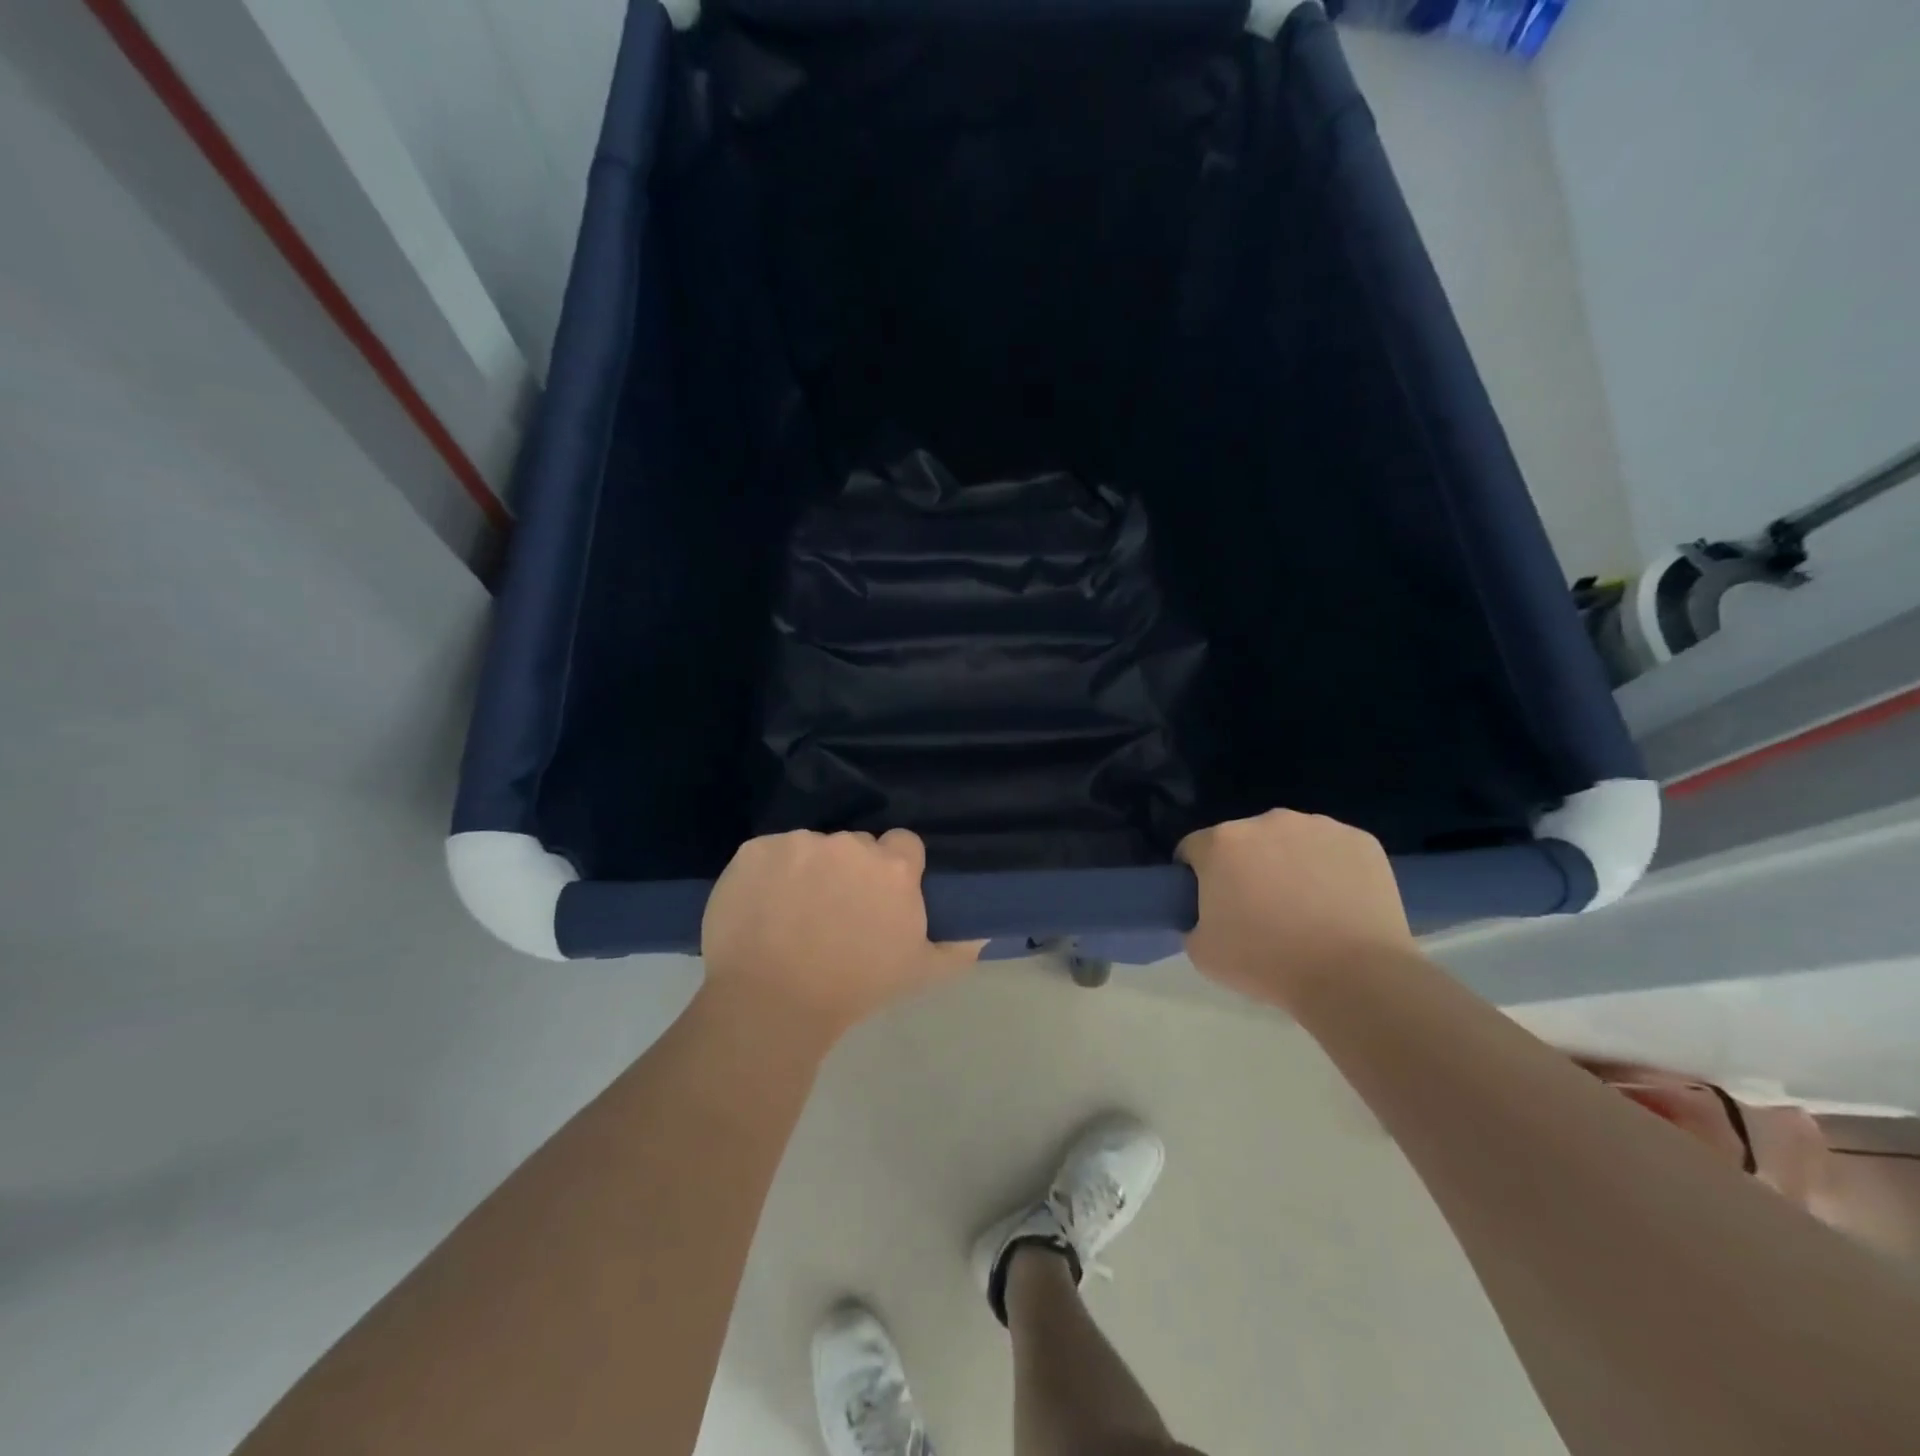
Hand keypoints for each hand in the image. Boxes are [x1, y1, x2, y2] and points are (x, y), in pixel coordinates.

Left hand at [700, 829, 981, 1041]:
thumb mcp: (920, 974)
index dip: (893, 869)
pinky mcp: (755, 849)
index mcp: (892, 867)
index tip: (879, 898)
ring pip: (811, 848)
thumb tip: (982, 933)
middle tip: (835, 911)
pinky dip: (768, 874)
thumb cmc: (854, 989)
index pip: (903, 844)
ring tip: (792, 913)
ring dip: (808, 870)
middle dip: (850, 870)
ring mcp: (798, 843)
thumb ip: (958, 949)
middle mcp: (848, 844)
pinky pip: (769, 853)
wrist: (772, 1004)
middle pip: (855, 845)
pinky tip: (762, 908)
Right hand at [1177, 810, 1413, 1007]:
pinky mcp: (1360, 840)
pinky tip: (1338, 904)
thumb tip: (1210, 915)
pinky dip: (1330, 869)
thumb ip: (1194, 921)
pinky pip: (1333, 850)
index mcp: (1222, 843)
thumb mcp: (1202, 952)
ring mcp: (1318, 826)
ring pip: (1290, 841)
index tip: (1210, 904)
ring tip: (1306, 908)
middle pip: (1244, 841)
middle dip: (1246, 866)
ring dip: (1288, 863)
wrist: (1354, 978)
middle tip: (1260, 909)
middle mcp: (1267, 821)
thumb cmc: (1267, 963)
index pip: (1194, 849)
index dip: (1196, 876)